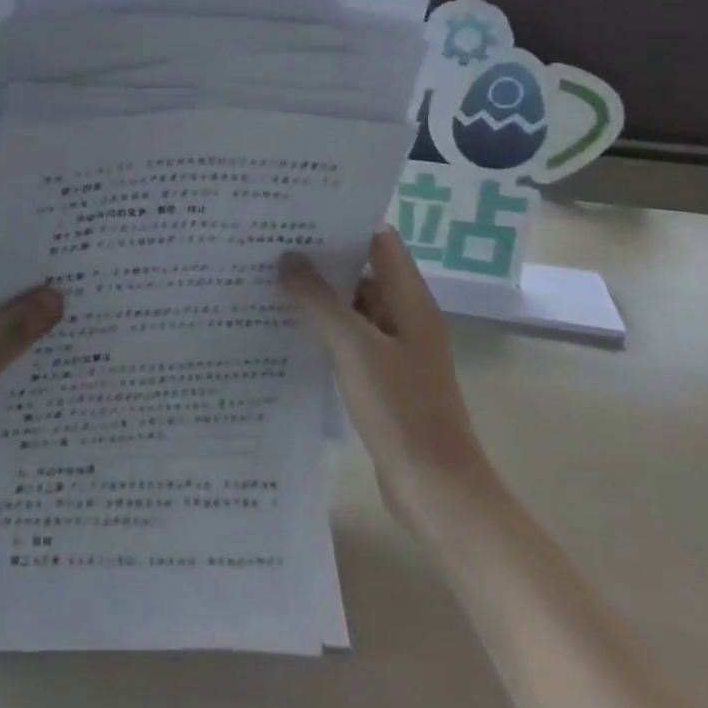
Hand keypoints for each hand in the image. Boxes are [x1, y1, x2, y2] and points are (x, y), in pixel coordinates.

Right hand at [280, 229, 486, 519]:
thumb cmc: (401, 410)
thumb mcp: (354, 349)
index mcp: (409, 299)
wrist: (437, 491)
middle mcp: (406, 316)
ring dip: (319, 297)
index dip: (343, 224)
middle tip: (271, 247)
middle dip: (321, 260)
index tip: (299, 217)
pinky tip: (288, 332)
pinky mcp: (384, 379)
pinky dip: (324, 331)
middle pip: (363, 271)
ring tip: (269, 283)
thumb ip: (319, 301)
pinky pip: (350, 340)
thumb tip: (287, 258)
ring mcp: (396, 349)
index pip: (378, 240)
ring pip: (353, 307)